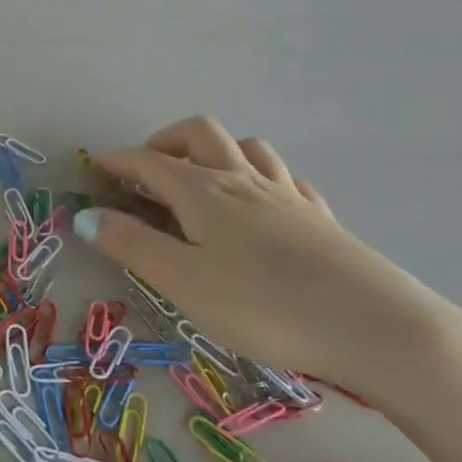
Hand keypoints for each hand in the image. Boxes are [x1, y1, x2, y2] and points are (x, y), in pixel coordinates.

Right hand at [75, 116, 461, 403]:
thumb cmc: (264, 306)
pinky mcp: (321, 219)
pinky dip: (260, 176)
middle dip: (166, 141)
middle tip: (147, 169)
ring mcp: (287, 196)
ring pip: (247, 148)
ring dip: (215, 151)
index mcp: (204, 192)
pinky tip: (261, 201)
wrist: (375, 327)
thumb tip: (86, 216)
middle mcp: (244, 181)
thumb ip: (132, 245)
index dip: (119, 160)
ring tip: (200, 179)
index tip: (94, 167)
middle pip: (201, 134)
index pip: (150, 162)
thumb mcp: (183, 281)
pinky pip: (285, 178)